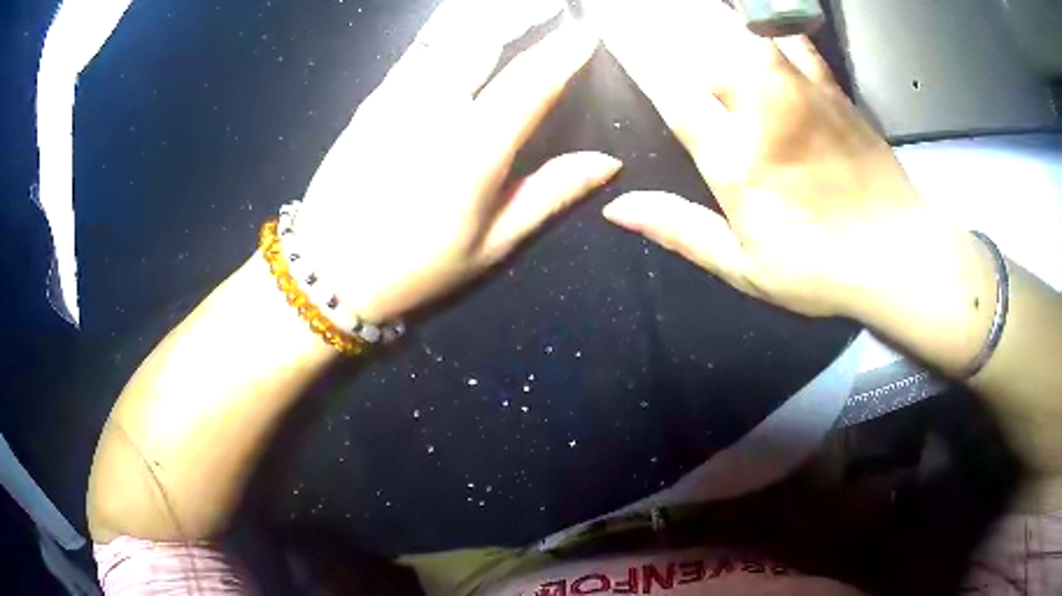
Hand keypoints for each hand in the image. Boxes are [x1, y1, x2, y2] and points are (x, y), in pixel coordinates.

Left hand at [296, 0, 621, 322]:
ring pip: (448, 39)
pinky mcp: (371, 102)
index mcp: (473, 148)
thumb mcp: (492, 245)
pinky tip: (459, 34)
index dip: (564, 53)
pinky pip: (417, 55)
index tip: (588, 33)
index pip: (531, 82)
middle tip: (549, 6)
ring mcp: (395, 99)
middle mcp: (434, 109)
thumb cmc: (416, 268)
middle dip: (520, 16)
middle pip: (484, 41)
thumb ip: (550, 194)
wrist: (328, 271)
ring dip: (482, 20)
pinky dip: (445, 38)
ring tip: (509, 12)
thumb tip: (607, 163)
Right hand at [589, 0, 949, 318]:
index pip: (673, 93)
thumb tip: (618, 209)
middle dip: (669, 29)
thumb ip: (681, 230)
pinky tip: (750, 18)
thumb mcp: (744, 266)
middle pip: (705, 51)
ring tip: (685, 8)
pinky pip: (790, 39)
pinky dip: (764, 22)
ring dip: (711, 18)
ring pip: (744, 34)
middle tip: (642, 12)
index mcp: (737, 161)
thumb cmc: (821, 270)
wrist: (899, 256)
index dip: (638, 57)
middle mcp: (764, 112)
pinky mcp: (831, 87)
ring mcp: (802, 93)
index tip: (613, 29)